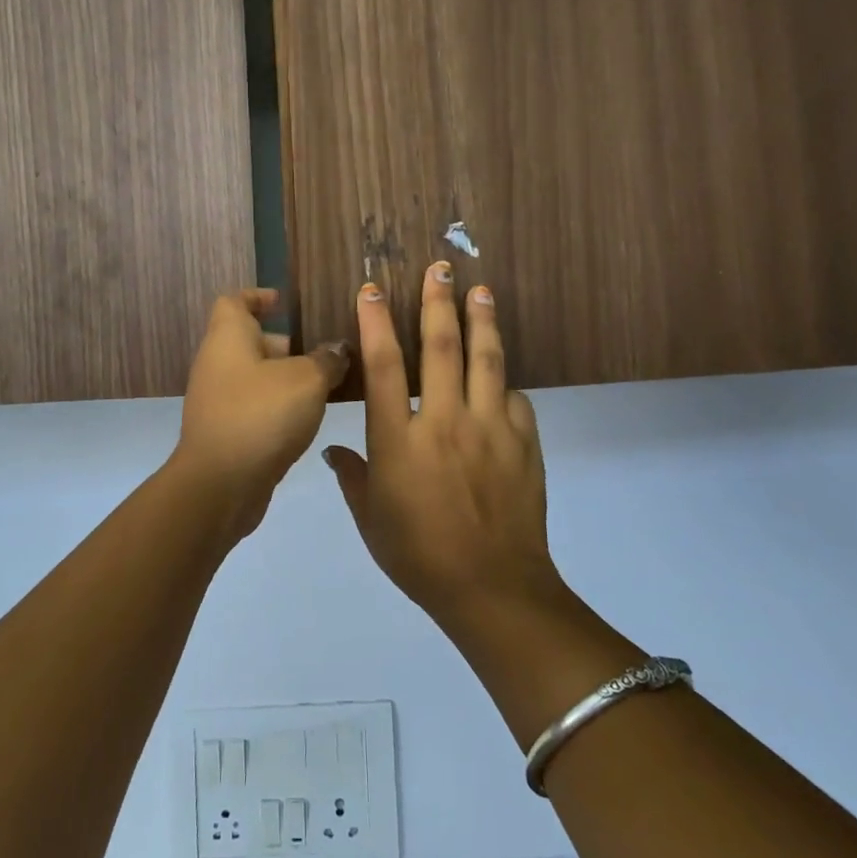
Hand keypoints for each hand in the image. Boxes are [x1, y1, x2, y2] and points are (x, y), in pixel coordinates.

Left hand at [172, 289, 348, 532]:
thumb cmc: (261, 415)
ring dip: (289, 379)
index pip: (235, 301)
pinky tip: (311, 419)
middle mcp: (218, 363)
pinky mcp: (226, 431)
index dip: (259, 296)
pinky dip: (280, 406)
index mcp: (228, 337)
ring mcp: (219, 400)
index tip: (287, 303)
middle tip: (329, 352)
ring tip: (330, 384)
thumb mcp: (307, 380)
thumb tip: (337, 350)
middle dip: (290, 344)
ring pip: (258, 377)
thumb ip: (327, 360)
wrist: (220, 485)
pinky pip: (256, 406)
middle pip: (252, 340)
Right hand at [324, 265, 555, 625]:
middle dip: (437, 302)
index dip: (376, 321)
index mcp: (399, 440)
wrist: (493, 590)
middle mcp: (444, 421)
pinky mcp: (523, 442)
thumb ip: (352, 477)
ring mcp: (489, 429)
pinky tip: (501, 374)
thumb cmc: (419, 556)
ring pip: (486, 360)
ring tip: (480, 289)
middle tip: (440, 267)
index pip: (383, 365)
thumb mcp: (371, 520)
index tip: (373, 289)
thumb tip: (333, 452)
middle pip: (441, 347)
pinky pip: (514, 398)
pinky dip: (504, 381)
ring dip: (481, 320)